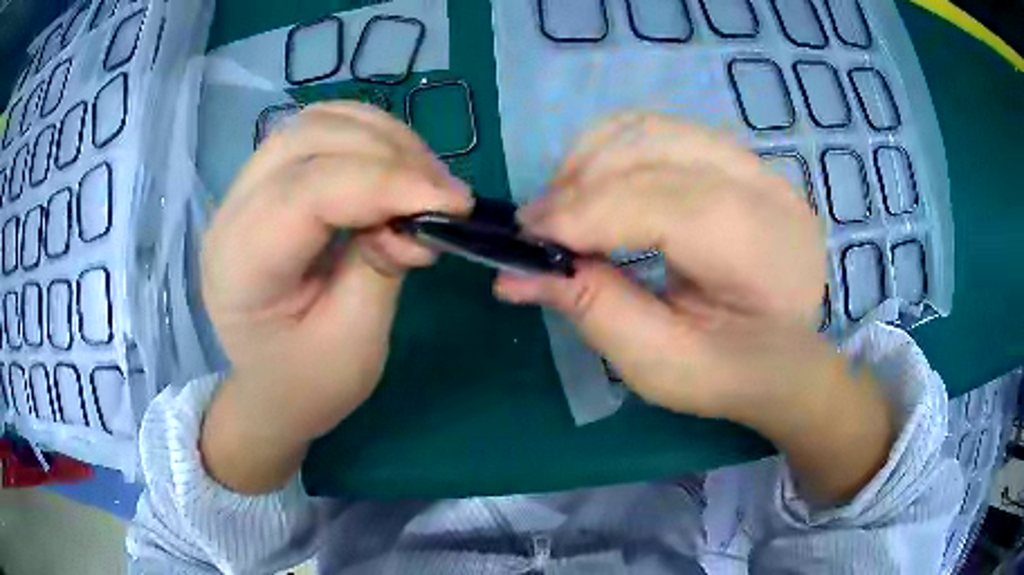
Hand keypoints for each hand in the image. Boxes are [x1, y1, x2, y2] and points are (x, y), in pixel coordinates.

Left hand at [200, 103, 471, 491]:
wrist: (272, 388)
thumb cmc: (309, 383)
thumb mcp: (354, 345)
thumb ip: (381, 268)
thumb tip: (416, 216)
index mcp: (239, 268)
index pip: (306, 193)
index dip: (384, 184)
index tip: (452, 202)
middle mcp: (230, 214)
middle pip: (308, 140)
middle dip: (388, 153)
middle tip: (443, 192)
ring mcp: (243, 191)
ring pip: (315, 123)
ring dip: (381, 137)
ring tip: (425, 176)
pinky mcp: (266, 182)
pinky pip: (317, 130)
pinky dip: (365, 135)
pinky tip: (395, 163)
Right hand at [497, 114, 892, 502]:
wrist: (785, 360)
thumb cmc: (729, 374)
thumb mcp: (658, 363)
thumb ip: (591, 308)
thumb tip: (512, 273)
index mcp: (763, 252)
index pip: (668, 205)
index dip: (589, 213)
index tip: (529, 236)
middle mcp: (769, 191)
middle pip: (658, 148)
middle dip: (583, 180)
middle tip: (538, 223)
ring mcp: (758, 167)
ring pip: (657, 128)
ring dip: (594, 156)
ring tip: (563, 201)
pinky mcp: (740, 161)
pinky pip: (666, 131)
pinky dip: (617, 148)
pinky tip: (596, 182)